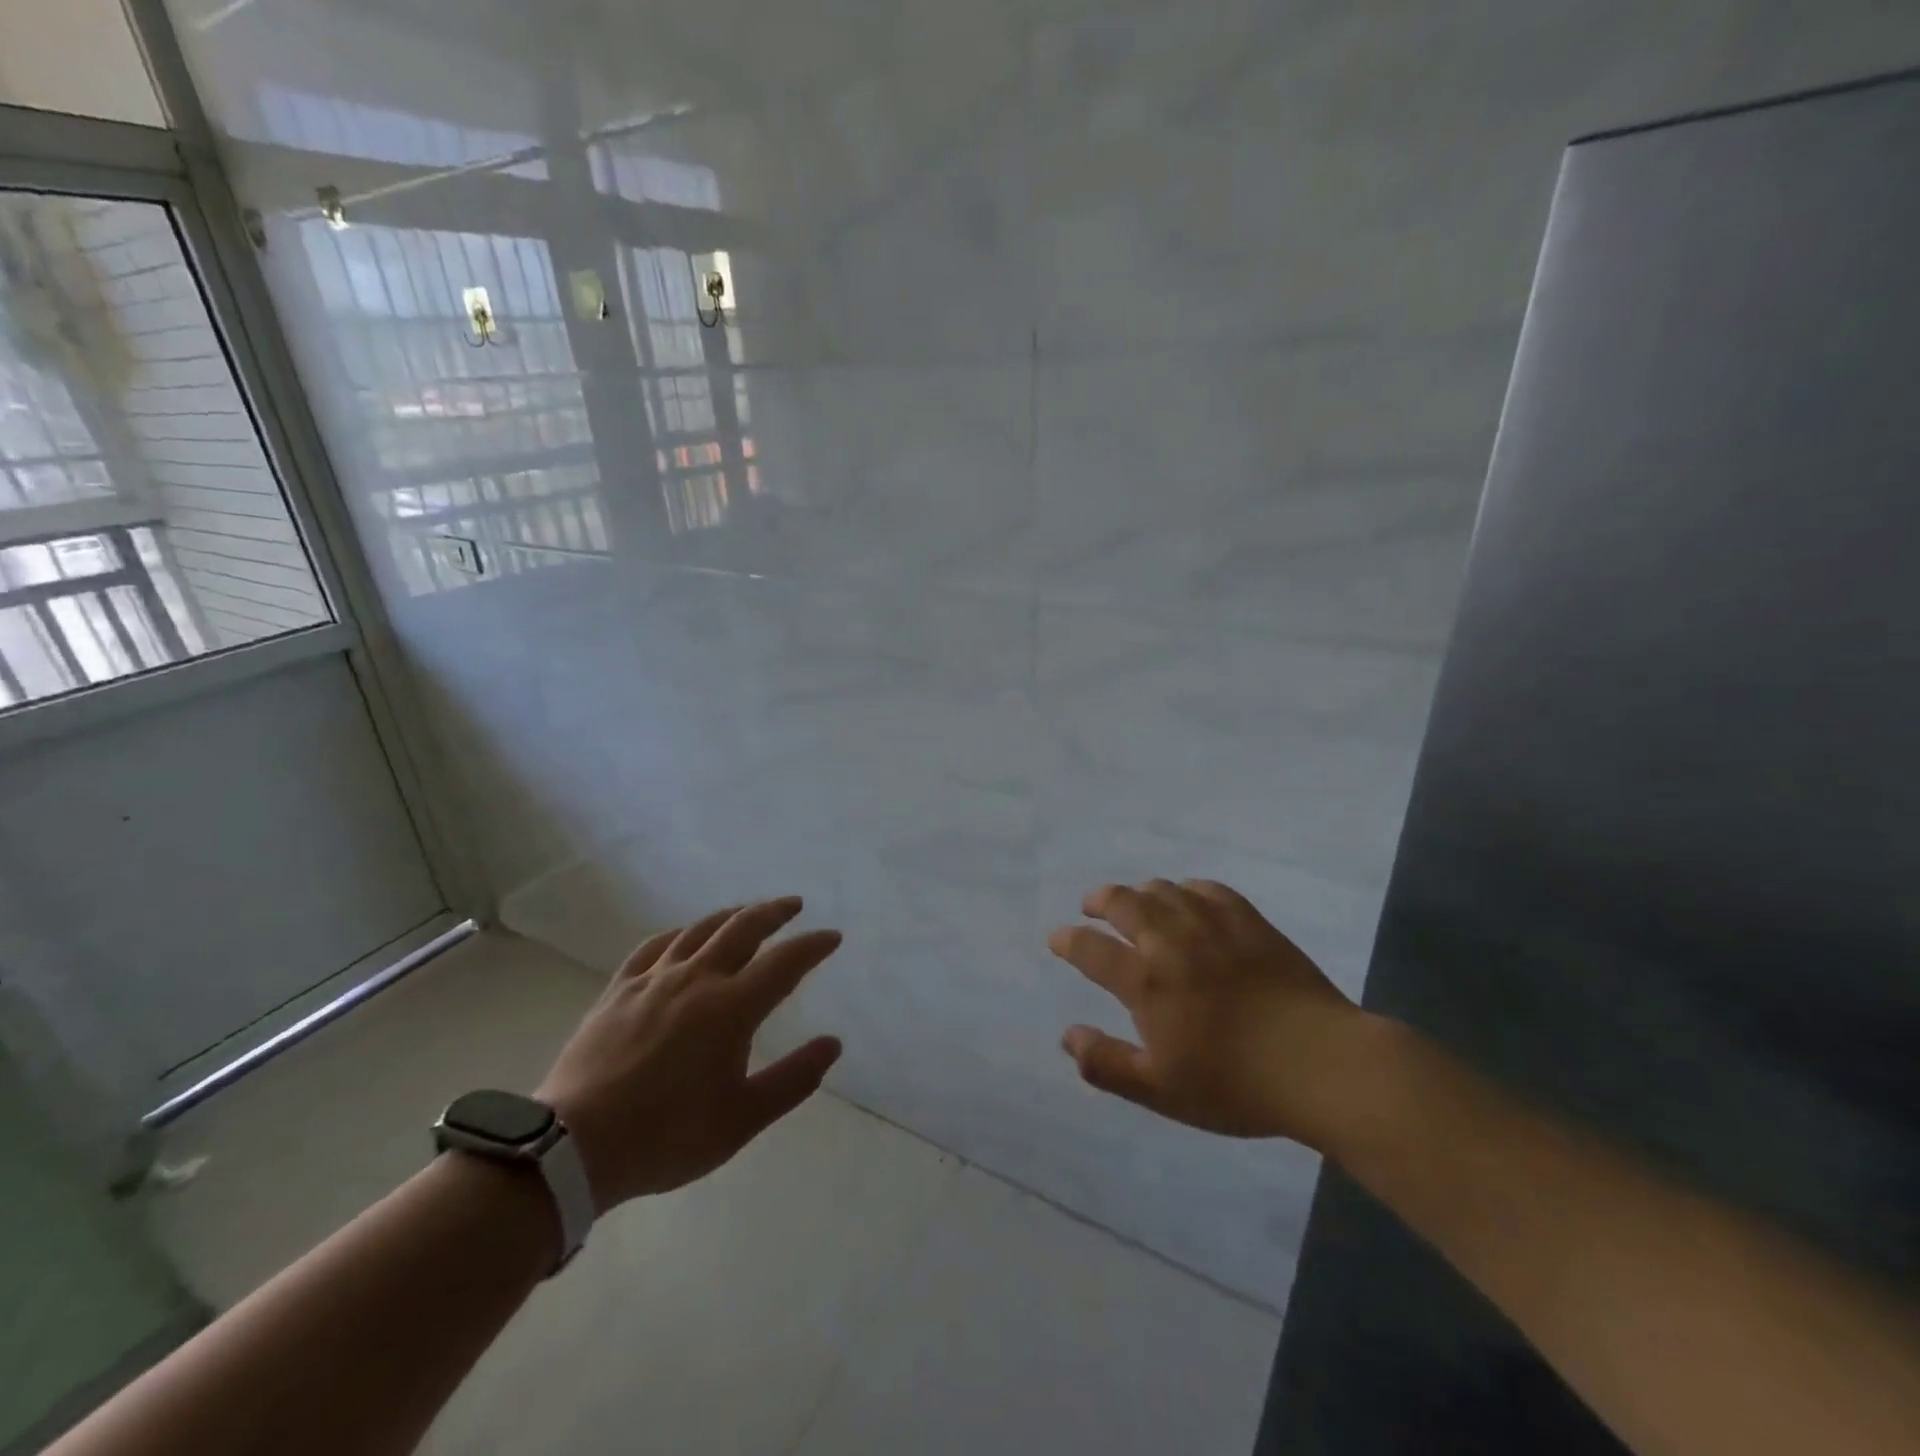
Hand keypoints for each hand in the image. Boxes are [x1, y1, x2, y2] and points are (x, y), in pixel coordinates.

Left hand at [535, 897, 842, 1210]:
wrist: (574, 1147)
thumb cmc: (667, 1135)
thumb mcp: (742, 1119)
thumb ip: (793, 1079)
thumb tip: (833, 1043)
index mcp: (732, 1008)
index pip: (785, 962)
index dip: (812, 945)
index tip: (832, 937)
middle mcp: (697, 979)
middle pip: (743, 929)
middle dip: (774, 912)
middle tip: (794, 905)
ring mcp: (654, 980)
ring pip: (700, 930)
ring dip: (731, 915)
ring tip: (748, 911)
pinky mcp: (619, 989)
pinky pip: (655, 947)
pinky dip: (679, 934)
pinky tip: (684, 936)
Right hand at [1049, 879, 1369, 1146]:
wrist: (1321, 1065)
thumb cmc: (1236, 1085)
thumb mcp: (1161, 1090)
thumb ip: (1107, 1063)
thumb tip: (1067, 1037)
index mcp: (1146, 982)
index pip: (1091, 949)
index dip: (1069, 941)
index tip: (1058, 939)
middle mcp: (1172, 942)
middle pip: (1124, 903)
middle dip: (1100, 900)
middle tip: (1091, 906)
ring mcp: (1213, 926)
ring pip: (1164, 891)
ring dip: (1140, 892)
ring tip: (1134, 901)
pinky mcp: (1250, 922)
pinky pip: (1208, 889)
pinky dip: (1187, 889)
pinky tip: (1188, 897)